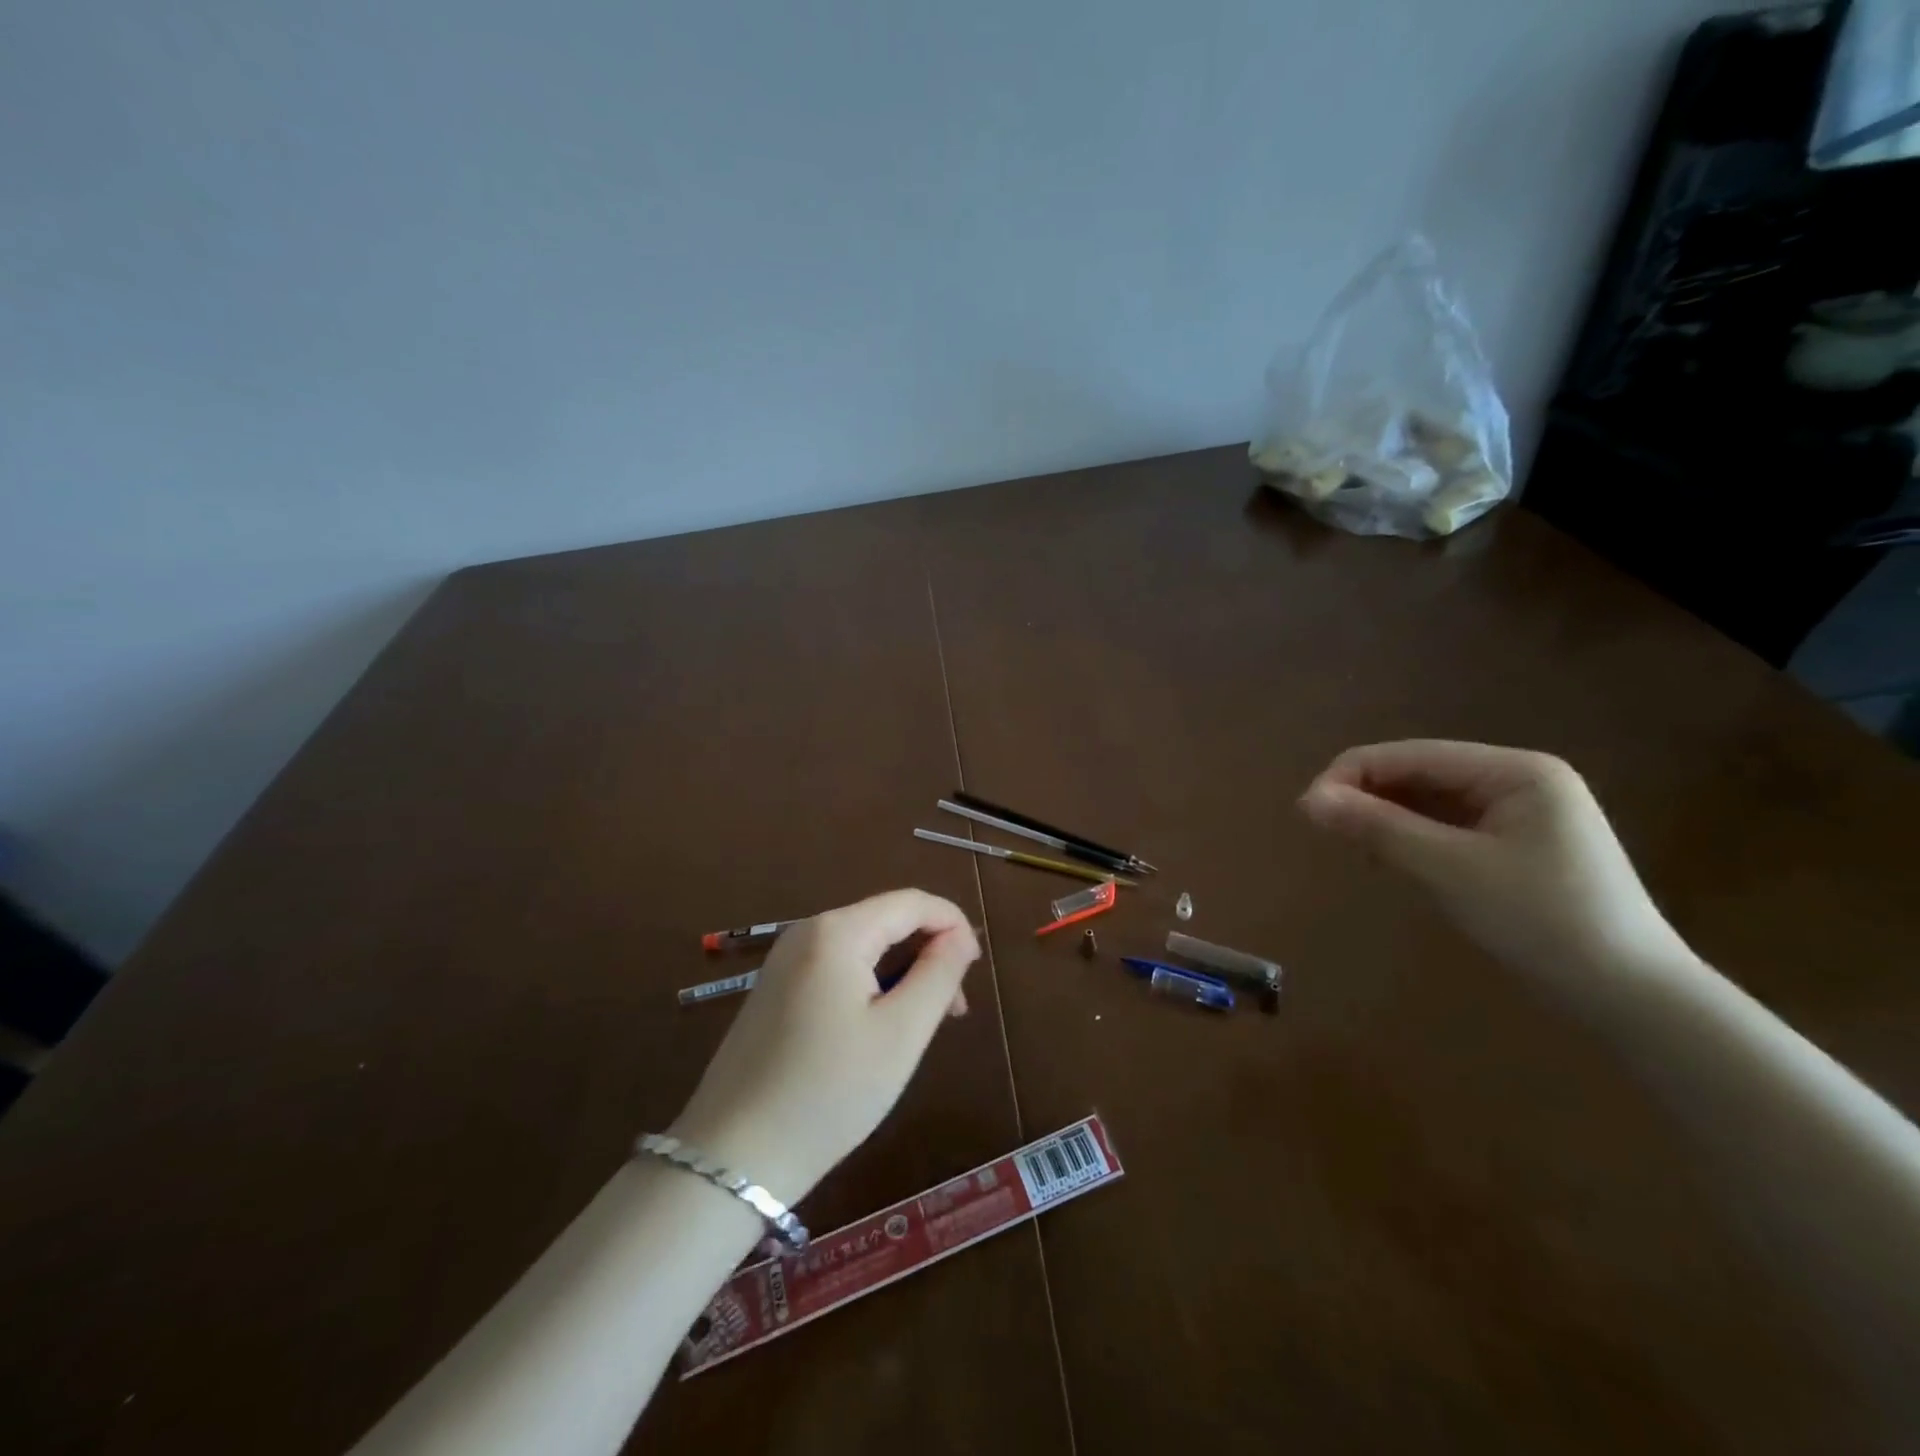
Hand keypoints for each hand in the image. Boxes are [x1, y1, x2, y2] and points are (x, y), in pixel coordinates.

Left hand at [669, 890, 980, 1203]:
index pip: (911, 902)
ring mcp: (784, 961)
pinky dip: (869, 986)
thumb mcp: (900, 1034)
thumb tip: (961, 937)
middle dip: (928, 952)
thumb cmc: (829, 1092)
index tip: (976, 971)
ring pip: (862, 947)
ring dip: (901, 973)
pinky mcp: (774, 990)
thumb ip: (938, 974)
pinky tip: (877, 1030)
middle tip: (953, 1011)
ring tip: (922, 1025)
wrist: (731, 1158)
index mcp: (837, 931)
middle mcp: (806, 932)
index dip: (953, 924)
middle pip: (885, 921)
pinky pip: (836, 969)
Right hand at [1299, 740, 1696, 987]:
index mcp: (1514, 770)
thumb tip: (1307, 800)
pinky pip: (1446, 826)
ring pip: (1428, 800)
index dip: (1351, 774)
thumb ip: (1377, 828)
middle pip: (1418, 773)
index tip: (1306, 810)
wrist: (1631, 997)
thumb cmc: (1542, 921)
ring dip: (1385, 818)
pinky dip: (1410, 838)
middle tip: (1324, 832)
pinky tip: (1389, 859)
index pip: (1411, 754)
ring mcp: (1518, 812)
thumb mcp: (1450, 870)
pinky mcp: (1514, 844)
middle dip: (1367, 797)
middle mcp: (1517, 779)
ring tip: (1354, 850)